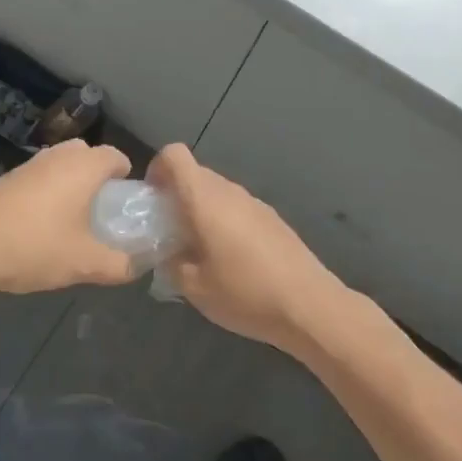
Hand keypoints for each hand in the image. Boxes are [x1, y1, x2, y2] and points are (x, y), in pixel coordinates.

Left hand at [0, 140, 136, 295]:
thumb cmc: (35, 246)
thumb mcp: (85, 263)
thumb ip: (118, 265)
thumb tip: (136, 265)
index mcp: (84, 165)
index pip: (116, 156)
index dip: (126, 179)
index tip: (126, 208)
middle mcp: (59, 155)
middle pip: (89, 157)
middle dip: (99, 180)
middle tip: (102, 215)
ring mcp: (30, 163)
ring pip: (63, 166)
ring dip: (72, 186)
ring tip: (74, 224)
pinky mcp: (9, 177)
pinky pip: (41, 177)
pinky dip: (49, 193)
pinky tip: (42, 227)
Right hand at [147, 144, 348, 354]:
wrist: (309, 306)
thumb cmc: (244, 292)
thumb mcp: (193, 287)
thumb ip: (170, 263)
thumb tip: (167, 252)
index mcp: (204, 198)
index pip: (174, 155)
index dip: (157, 168)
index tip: (152, 199)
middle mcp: (229, 191)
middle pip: (194, 174)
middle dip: (176, 195)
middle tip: (169, 232)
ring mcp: (254, 202)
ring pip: (216, 192)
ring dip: (201, 210)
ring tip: (199, 250)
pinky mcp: (272, 219)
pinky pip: (237, 208)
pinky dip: (224, 221)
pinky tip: (230, 259)